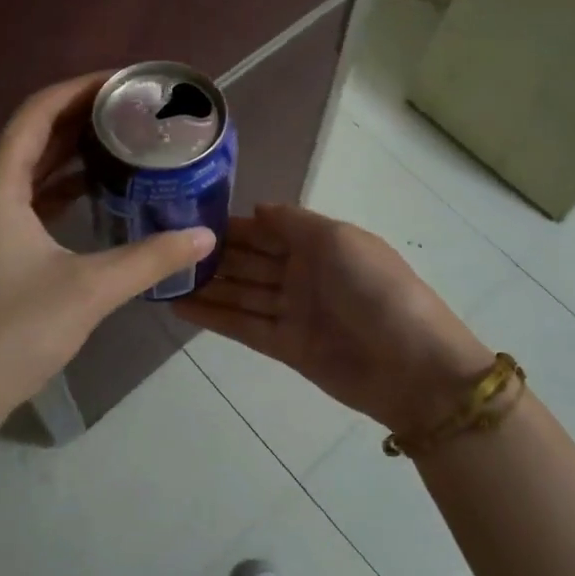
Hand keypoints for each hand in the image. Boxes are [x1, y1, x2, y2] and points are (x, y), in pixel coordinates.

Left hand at [0, 73, 216, 438]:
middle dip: (81, 117)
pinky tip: (96, 191)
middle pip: (33, 135)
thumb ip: (150, 258)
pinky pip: (27, 198)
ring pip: (29, 168)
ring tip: (122, 140)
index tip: (124, 81)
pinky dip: (60, 187)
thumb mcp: (90, 289)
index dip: (80, 89)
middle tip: (133, 108)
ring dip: (70, 152)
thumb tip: (204, 236)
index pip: (38, 112)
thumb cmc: (16, 330)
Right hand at [175, 205, 493, 436]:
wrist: (413, 366)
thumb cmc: (377, 289)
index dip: (232, 224)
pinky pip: (242, 325)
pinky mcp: (284, 346)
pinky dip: (213, 316)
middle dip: (212, 254)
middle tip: (163, 246)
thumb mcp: (339, 240)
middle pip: (249, 260)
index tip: (189, 216)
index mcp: (320, 243)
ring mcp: (293, 311)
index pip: (267, 229)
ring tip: (160, 276)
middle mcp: (302, 274)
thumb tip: (255, 209)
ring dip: (205, 285)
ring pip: (240, 293)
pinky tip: (179, 306)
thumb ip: (293, 222)